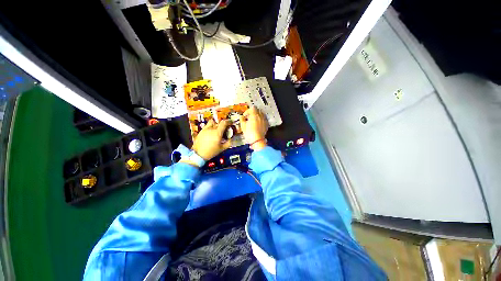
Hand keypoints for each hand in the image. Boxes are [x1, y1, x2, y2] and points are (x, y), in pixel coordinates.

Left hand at [191, 119, 231, 160]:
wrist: (198, 154)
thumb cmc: (211, 152)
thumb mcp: (222, 148)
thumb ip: (228, 143)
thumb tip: (232, 139)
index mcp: (217, 133)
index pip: (224, 123)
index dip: (228, 121)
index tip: (230, 123)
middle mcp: (211, 129)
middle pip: (218, 122)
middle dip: (223, 125)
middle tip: (225, 129)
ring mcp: (205, 129)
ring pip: (212, 123)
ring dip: (216, 125)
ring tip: (217, 130)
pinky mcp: (201, 131)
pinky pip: (207, 126)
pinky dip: (211, 127)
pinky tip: (211, 133)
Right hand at [240, 106, 267, 150]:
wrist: (257, 140)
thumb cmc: (249, 132)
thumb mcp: (243, 126)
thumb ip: (242, 119)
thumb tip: (241, 117)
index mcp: (254, 115)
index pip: (252, 108)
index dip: (248, 111)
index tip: (245, 116)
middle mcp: (260, 116)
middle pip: (257, 110)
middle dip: (253, 112)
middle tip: (249, 117)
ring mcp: (264, 120)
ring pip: (261, 114)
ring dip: (257, 115)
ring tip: (254, 120)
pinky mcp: (267, 124)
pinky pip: (264, 119)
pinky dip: (261, 119)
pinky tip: (258, 124)